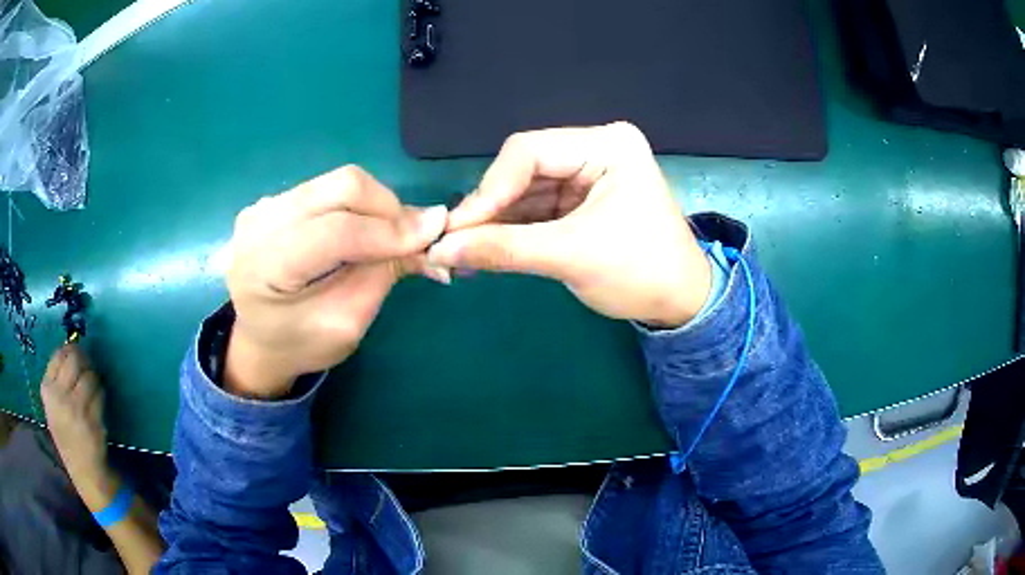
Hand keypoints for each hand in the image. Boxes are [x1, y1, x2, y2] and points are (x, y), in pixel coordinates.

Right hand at [41, 344, 117, 512]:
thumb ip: (57, 378)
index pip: (58, 355)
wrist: (82, 468)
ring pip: (89, 375)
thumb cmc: (66, 432)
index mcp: (47, 390)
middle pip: (75, 359)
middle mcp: (59, 397)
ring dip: (94, 378)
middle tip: (87, 366)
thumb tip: (70, 346)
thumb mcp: (53, 403)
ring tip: (92, 389)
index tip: (75, 357)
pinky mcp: (92, 420)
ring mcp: (75, 409)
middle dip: (84, 359)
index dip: (70, 351)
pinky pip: (100, 393)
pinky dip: (101, 393)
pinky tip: (97, 402)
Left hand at [225, 165, 448, 398]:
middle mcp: (259, 223)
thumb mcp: (346, 323)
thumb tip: (430, 232)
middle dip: (388, 207)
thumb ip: (382, 275)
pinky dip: (357, 205)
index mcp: (265, 266)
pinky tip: (363, 231)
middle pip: (339, 187)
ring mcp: (263, 206)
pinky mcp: (274, 201)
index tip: (436, 232)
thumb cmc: (300, 344)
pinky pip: (326, 189)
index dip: (389, 230)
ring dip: (375, 205)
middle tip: (414, 235)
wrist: (257, 340)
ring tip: (392, 236)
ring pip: (336, 182)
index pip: (335, 231)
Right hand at [428, 123, 711, 326]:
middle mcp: (594, 150)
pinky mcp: (579, 201)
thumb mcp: (573, 257)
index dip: (489, 189)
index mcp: (607, 145)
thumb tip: (441, 248)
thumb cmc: (641, 273)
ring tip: (462, 252)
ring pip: (524, 191)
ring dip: (495, 222)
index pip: (529, 152)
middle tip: (454, 242)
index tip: (458, 228)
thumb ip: (504, 249)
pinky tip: (485, 249)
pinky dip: (510, 230)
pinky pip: (535, 209)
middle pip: (523, 170)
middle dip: (489, 208)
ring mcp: (586, 175)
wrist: (680, 304)